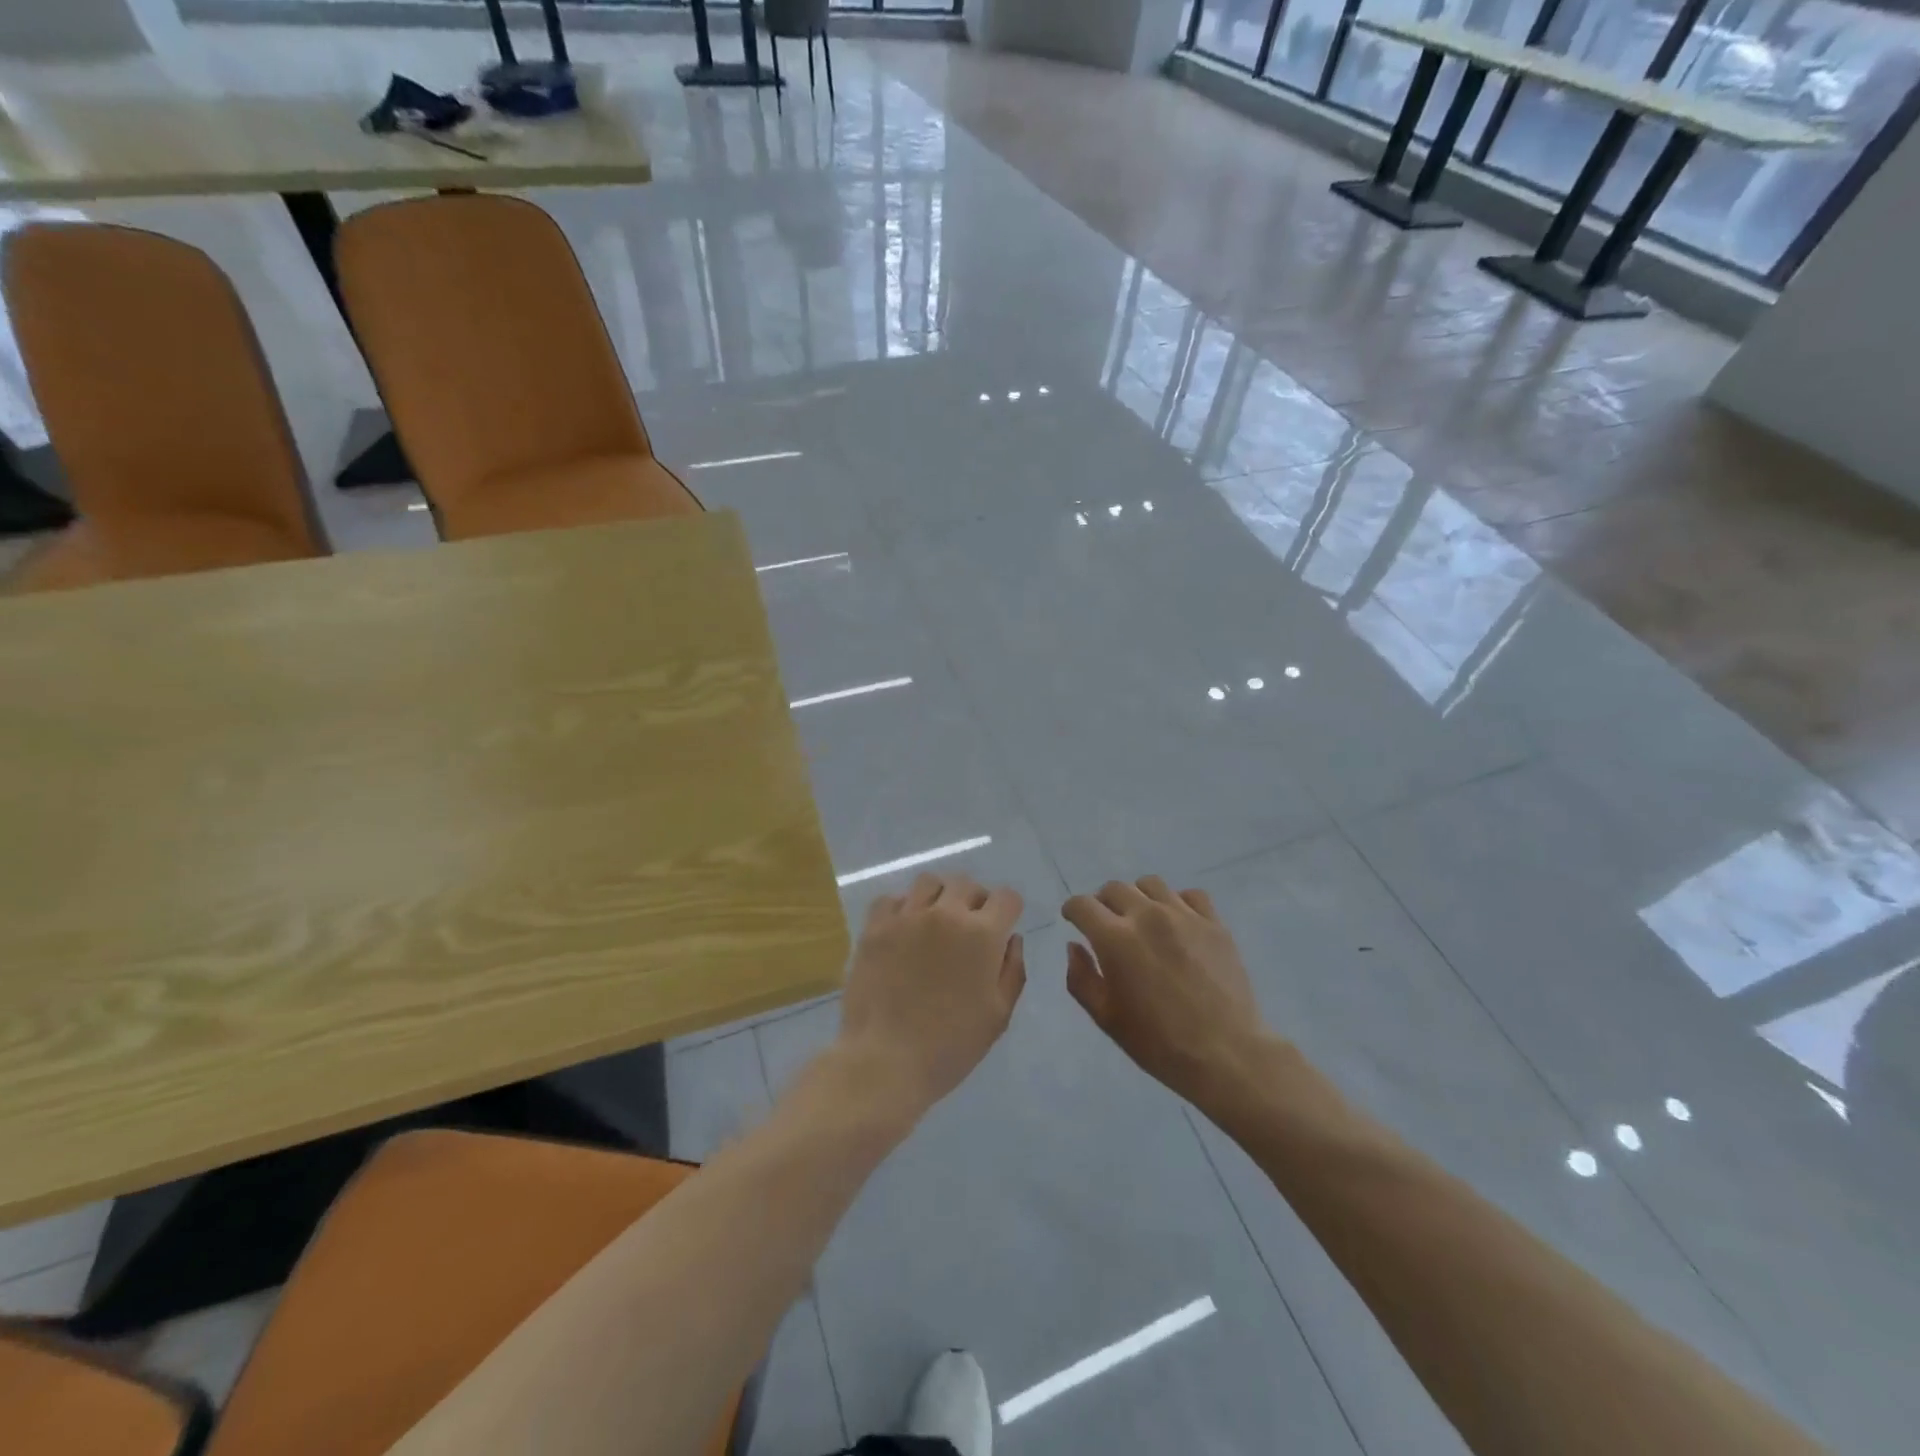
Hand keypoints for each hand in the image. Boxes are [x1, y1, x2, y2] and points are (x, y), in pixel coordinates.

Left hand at [836, 873, 1026, 1115]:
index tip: (1002, 927)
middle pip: (967, 883)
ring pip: (928, 882)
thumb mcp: (998, 1015)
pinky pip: (891, 899)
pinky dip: (902, 908)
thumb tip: (1012, 939)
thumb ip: (1012, 970)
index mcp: (982, 934)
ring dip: (939, 896)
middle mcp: (945, 913)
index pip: (1006, 897)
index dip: (1008, 910)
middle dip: (975, 900)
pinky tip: (903, 931)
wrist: (886, 1060)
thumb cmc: (950, 1045)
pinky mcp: (874, 927)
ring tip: (934, 923)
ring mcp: (906, 916)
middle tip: (969, 928)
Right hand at [1063, 877, 1273, 1107]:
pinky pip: (1190, 895)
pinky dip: (1177, 902)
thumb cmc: (1158, 1042)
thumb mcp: (1106, 1018)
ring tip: (1142, 919)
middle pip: (1114, 888)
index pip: (1082, 905)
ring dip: (1138, 897)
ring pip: (1151, 884)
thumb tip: (1074, 946)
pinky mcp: (1214, 923)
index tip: (1074, 920)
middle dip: (1102, 903)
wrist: (1226, 1055)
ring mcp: (1184, 916)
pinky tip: (1177, 923)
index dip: (1072, 910)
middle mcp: (1147, 916)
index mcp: (1115, 938)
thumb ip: (1081, 978)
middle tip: (1106, 925)